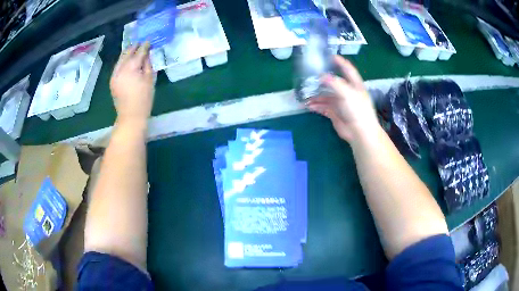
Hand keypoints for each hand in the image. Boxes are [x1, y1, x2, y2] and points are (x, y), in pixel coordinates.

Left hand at [110, 43, 154, 124]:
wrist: (130, 116)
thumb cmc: (144, 99)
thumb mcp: (150, 80)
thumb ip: (148, 65)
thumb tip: (147, 55)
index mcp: (131, 68)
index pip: (139, 52)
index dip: (144, 46)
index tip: (148, 41)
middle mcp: (120, 69)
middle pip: (127, 53)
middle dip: (133, 47)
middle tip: (140, 43)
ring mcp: (114, 75)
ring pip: (120, 59)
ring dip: (127, 53)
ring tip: (133, 48)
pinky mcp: (112, 81)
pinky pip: (117, 66)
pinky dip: (122, 61)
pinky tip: (126, 61)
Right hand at [306, 56, 378, 141]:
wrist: (359, 132)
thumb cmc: (357, 110)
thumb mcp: (347, 93)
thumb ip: (334, 83)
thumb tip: (322, 76)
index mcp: (354, 85)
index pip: (348, 70)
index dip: (340, 62)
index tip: (330, 56)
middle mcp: (348, 92)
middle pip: (334, 83)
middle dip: (322, 80)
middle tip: (310, 76)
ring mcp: (341, 103)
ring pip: (326, 96)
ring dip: (316, 95)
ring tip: (305, 95)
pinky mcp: (335, 114)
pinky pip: (324, 107)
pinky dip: (316, 106)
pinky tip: (308, 105)